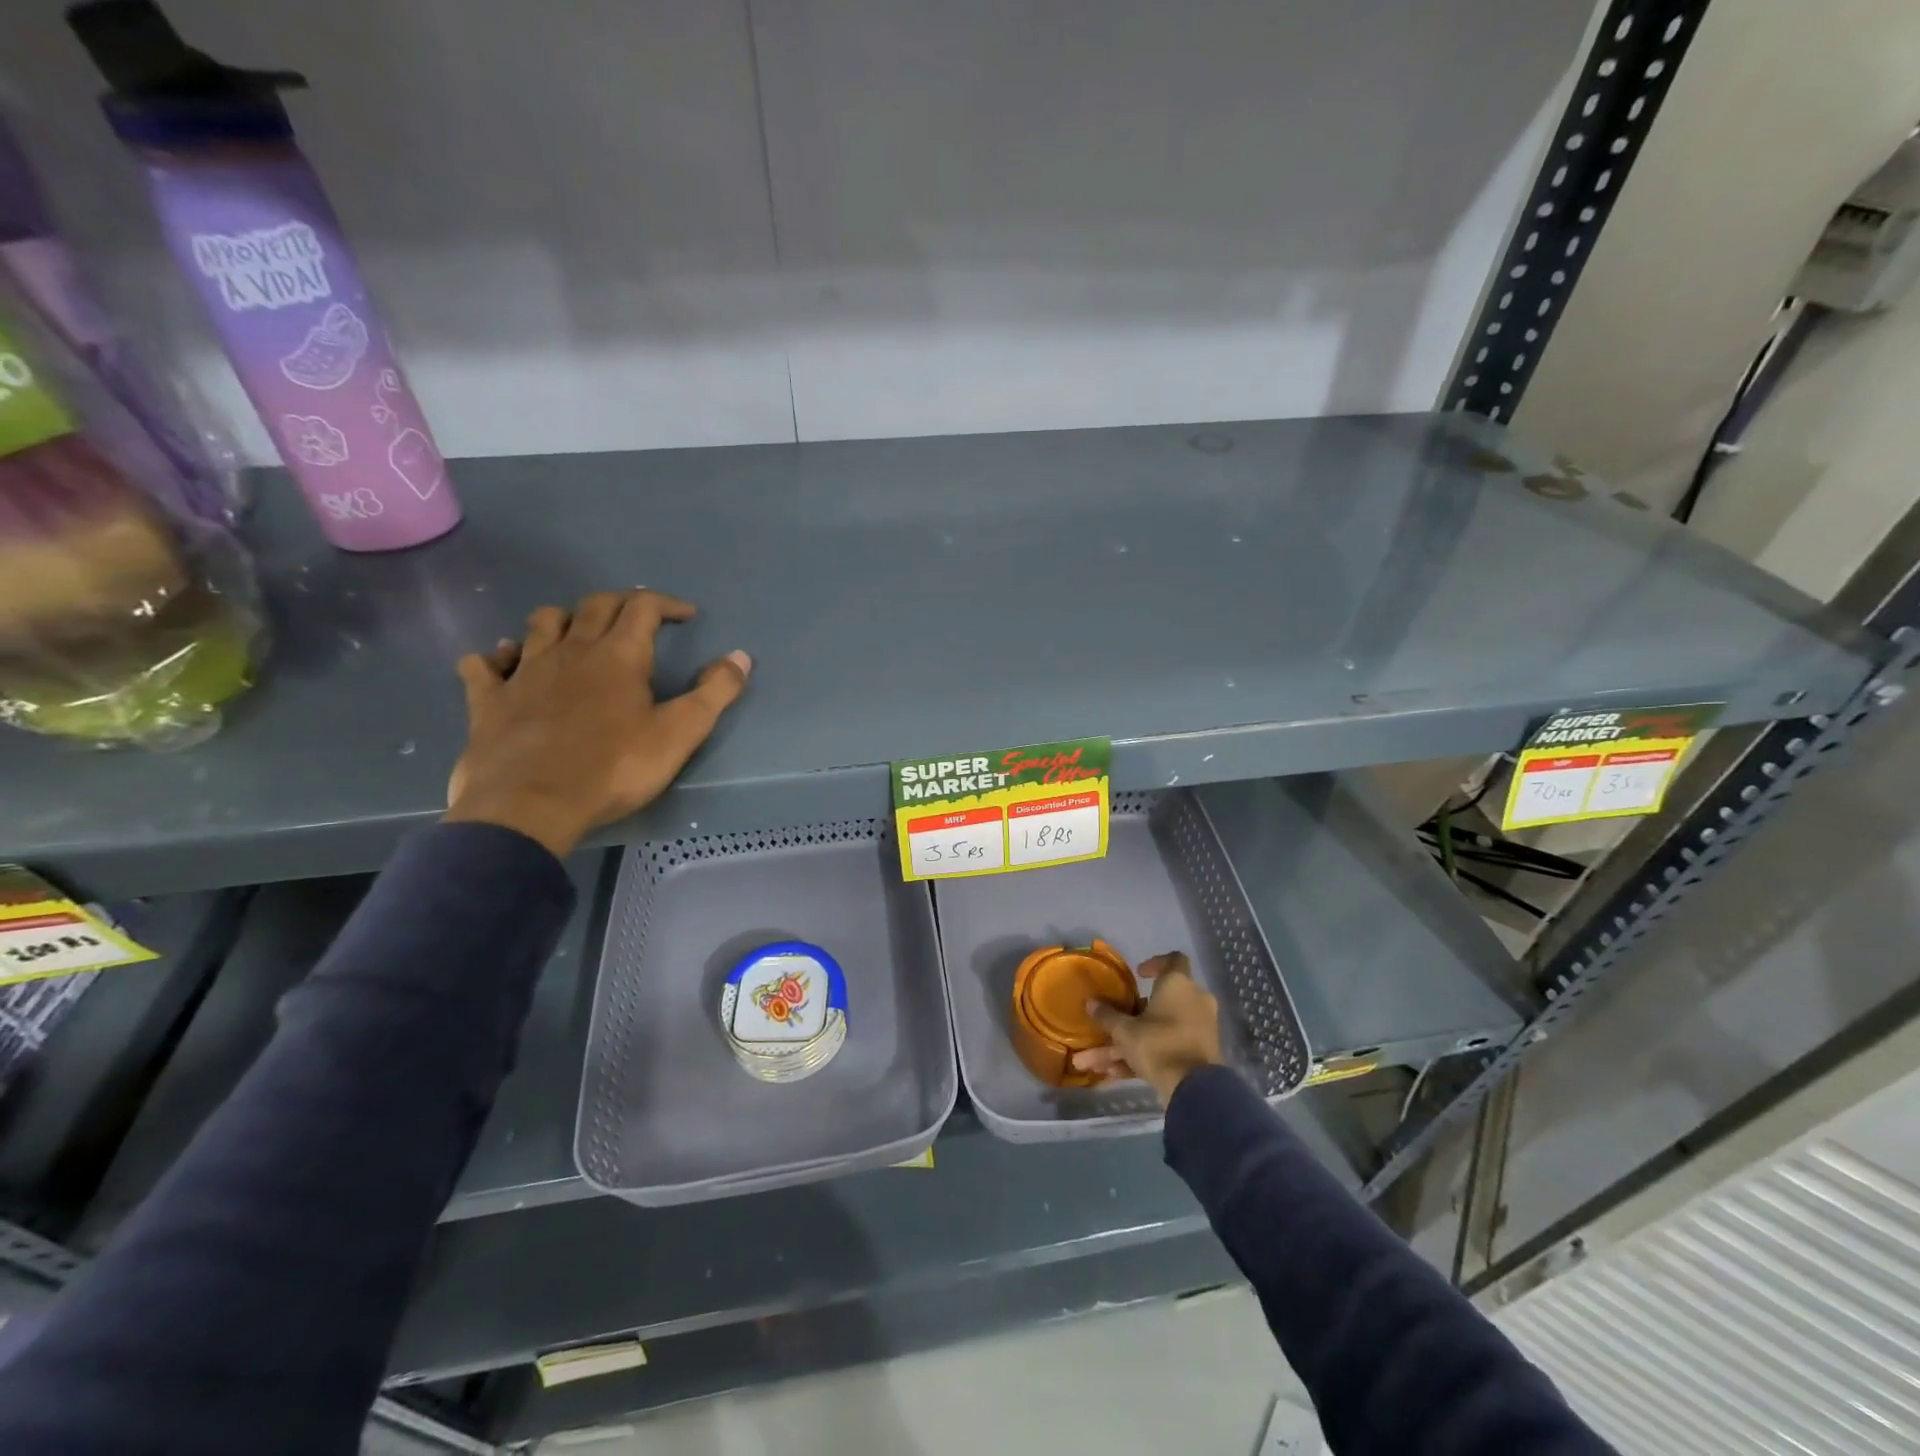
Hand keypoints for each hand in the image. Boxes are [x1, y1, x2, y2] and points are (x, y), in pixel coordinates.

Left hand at [445, 589, 750, 857]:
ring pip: (541, 623)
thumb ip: (715, 693)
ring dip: (563, 619)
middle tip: (638, 618)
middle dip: (621, 603)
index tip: (686, 616)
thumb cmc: (614, 769)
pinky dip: (496, 657)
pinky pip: (484, 664)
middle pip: (594, 605)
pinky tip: (503, 663)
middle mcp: (571, 651)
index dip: (667, 603)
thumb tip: (741, 656)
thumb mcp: (679, 734)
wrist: (530, 806)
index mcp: (618, 655)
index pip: (643, 607)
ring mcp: (524, 672)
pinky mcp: (489, 700)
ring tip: (576, 633)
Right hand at [1072, 952, 1221, 1104]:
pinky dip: (1145, 1056)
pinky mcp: (1200, 1052)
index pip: (1174, 959)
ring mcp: (1200, 1028)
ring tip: (1098, 1062)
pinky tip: (1115, 1073)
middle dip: (1133, 1013)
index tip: (1138, 974)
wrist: (1193, 1088)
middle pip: (1161, 1000)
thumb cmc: (1158, 1044)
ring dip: (1131, 1042)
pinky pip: (1168, 1046)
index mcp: (1179, 985)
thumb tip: (1090, 1003)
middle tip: (1115, 1019)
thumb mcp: (1125, 1031)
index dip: (1156, 963)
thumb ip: (1107, 1015)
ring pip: (1160, 1028)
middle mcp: (1194, 1001)